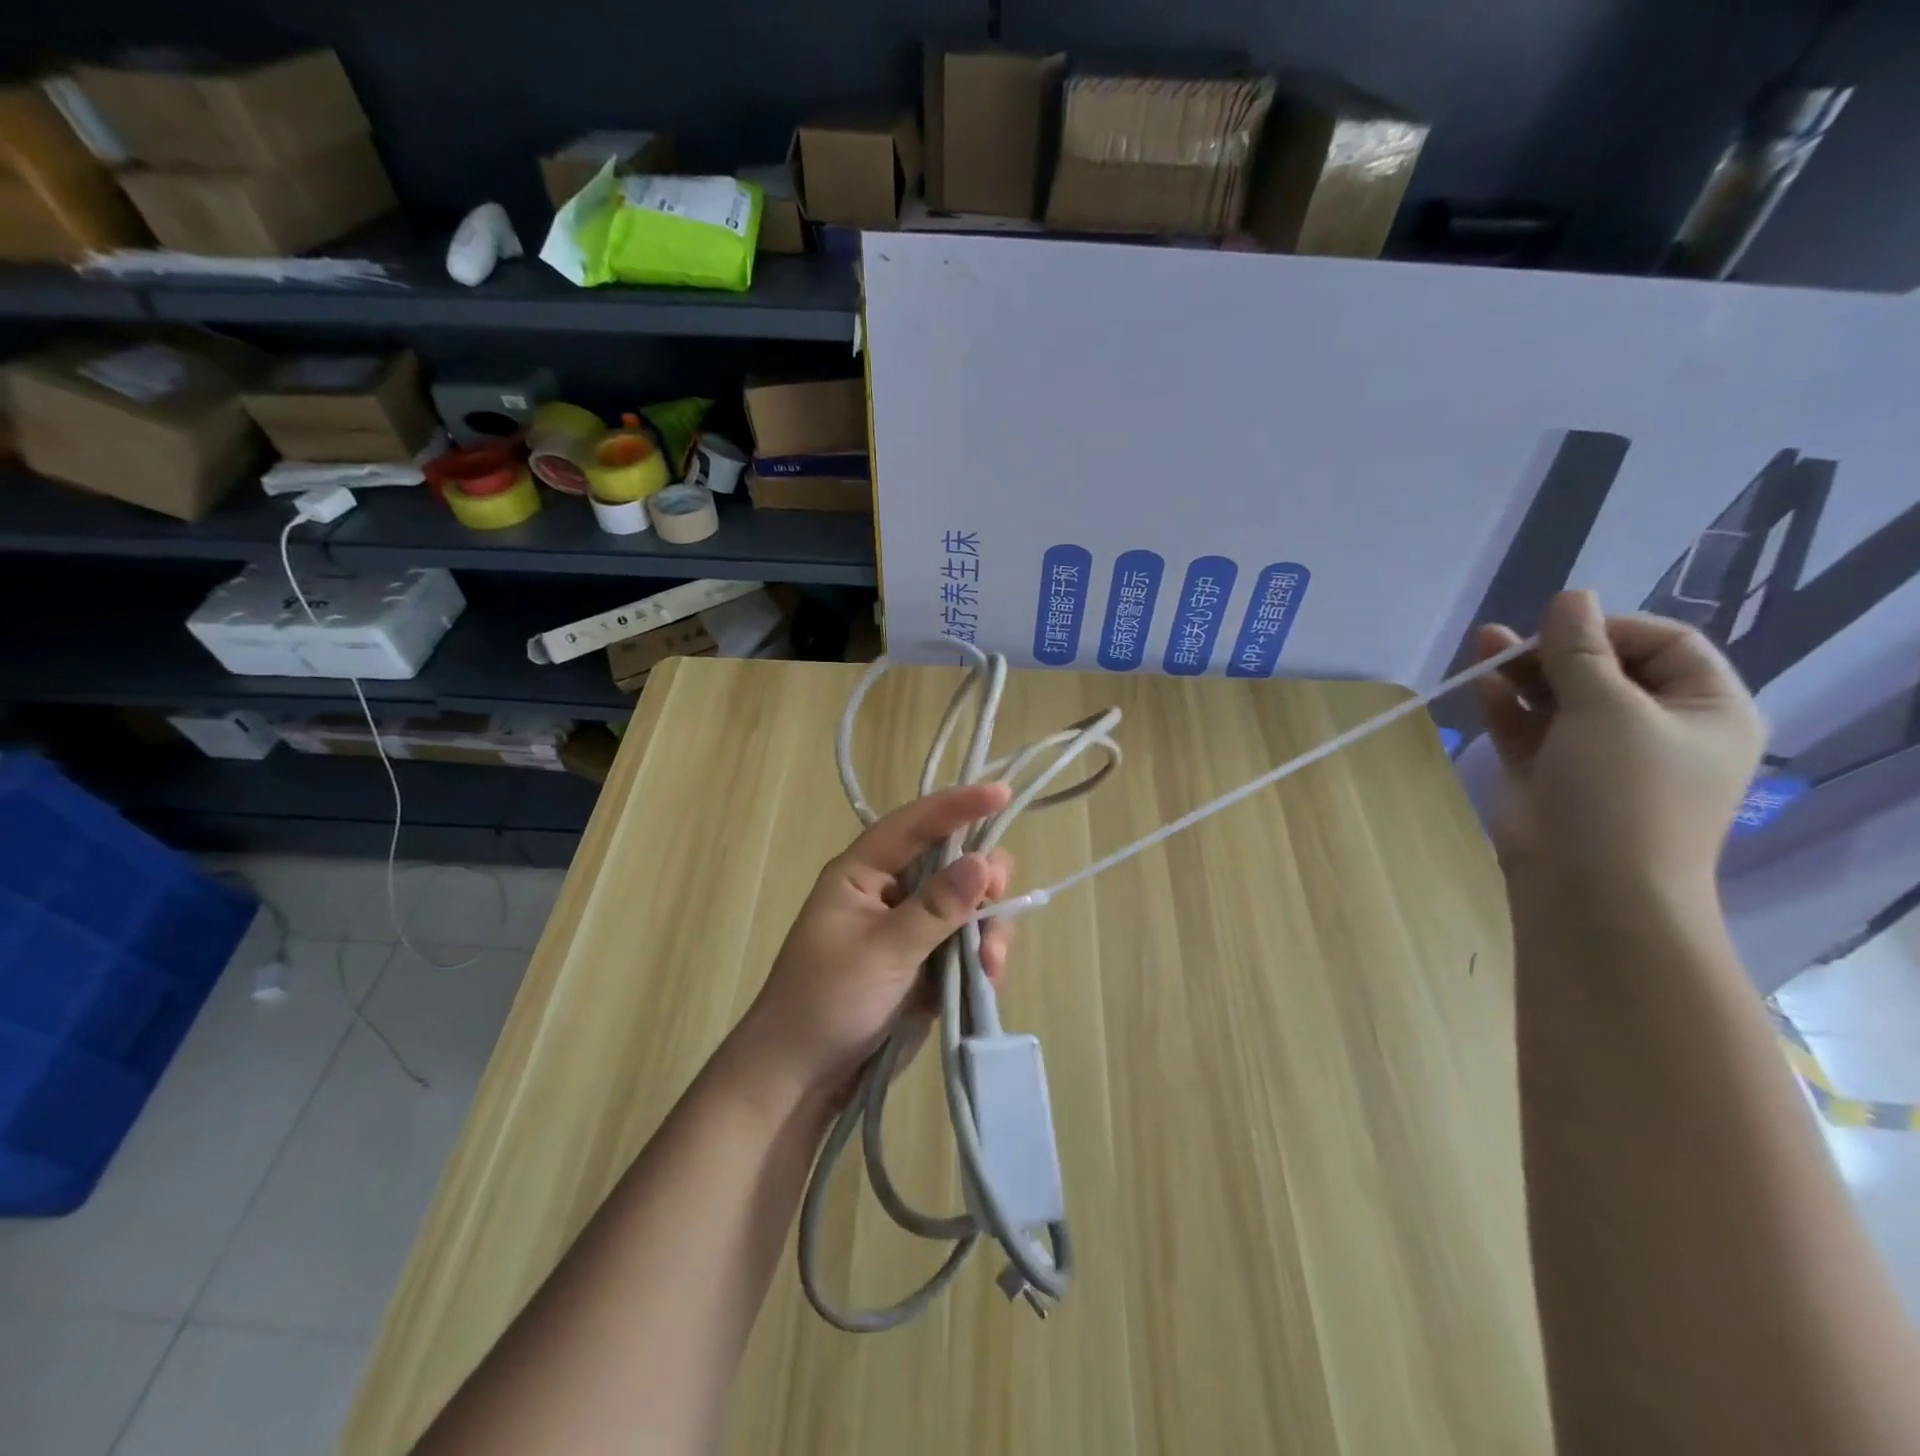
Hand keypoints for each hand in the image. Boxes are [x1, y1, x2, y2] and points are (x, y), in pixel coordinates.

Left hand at [732, 783, 1014, 1104]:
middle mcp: (889, 890)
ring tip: (990, 965)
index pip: (914, 824)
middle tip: (999, 899)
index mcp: (862, 873)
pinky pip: (966, 942)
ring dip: (987, 927)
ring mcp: (910, 927)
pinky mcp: (926, 961)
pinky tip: (986, 980)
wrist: (802, 1078)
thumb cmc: (826, 1003)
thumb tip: (982, 861)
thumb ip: (935, 908)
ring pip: (966, 904)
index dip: (958, 805)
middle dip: (981, 878)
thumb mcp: (882, 952)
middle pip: (950, 860)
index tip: (1003, 794)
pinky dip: (981, 956)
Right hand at [1473, 590, 1764, 898]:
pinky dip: (1505, 704)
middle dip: (1557, 648)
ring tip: (1484, 644)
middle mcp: (1652, 726)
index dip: (1611, 627)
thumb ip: (1583, 653)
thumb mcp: (1610, 711)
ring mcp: (1594, 751)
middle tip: (1512, 638)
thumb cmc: (1622, 792)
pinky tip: (1480, 682)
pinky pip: (1526, 726)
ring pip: (1557, 695)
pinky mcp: (1546, 771)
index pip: (1664, 644)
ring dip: (1522, 669)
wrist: (1587, 885)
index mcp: (1702, 710)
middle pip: (1604, 667)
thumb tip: (1571, 596)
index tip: (1563, 627)